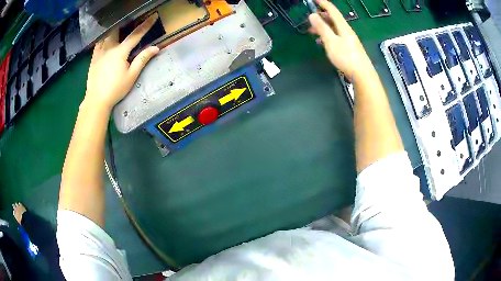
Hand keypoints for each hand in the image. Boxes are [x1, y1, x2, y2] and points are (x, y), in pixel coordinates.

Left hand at [84, 14, 159, 110]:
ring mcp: (99, 52)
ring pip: (106, 35)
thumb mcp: (132, 76)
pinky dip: (103, 38)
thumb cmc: (116, 89)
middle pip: (117, 30)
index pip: (136, 34)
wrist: (97, 100)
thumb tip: (155, 48)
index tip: (153, 16)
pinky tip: (105, 39)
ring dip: (114, 30)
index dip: (146, 25)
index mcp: (120, 52)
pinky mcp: (93, 58)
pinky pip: (98, 43)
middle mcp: (109, 48)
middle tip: (131, 21)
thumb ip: (142, 59)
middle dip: (125, 23)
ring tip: (118, 28)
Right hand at [308, 0, 372, 78]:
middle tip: (309, 17)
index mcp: (343, 26)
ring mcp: (348, 39)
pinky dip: (327, 35)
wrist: (362, 74)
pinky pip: (336, 36)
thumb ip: (322, 28)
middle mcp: (346, 31)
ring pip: (334, 28)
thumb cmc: (346, 57)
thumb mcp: (331, 41)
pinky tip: (322, 42)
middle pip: (333, 19)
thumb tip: (312, 15)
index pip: (332, 10)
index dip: (323, 3)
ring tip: (312, 31)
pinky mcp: (349, 47)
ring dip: (323, 27)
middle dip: (321, 16)